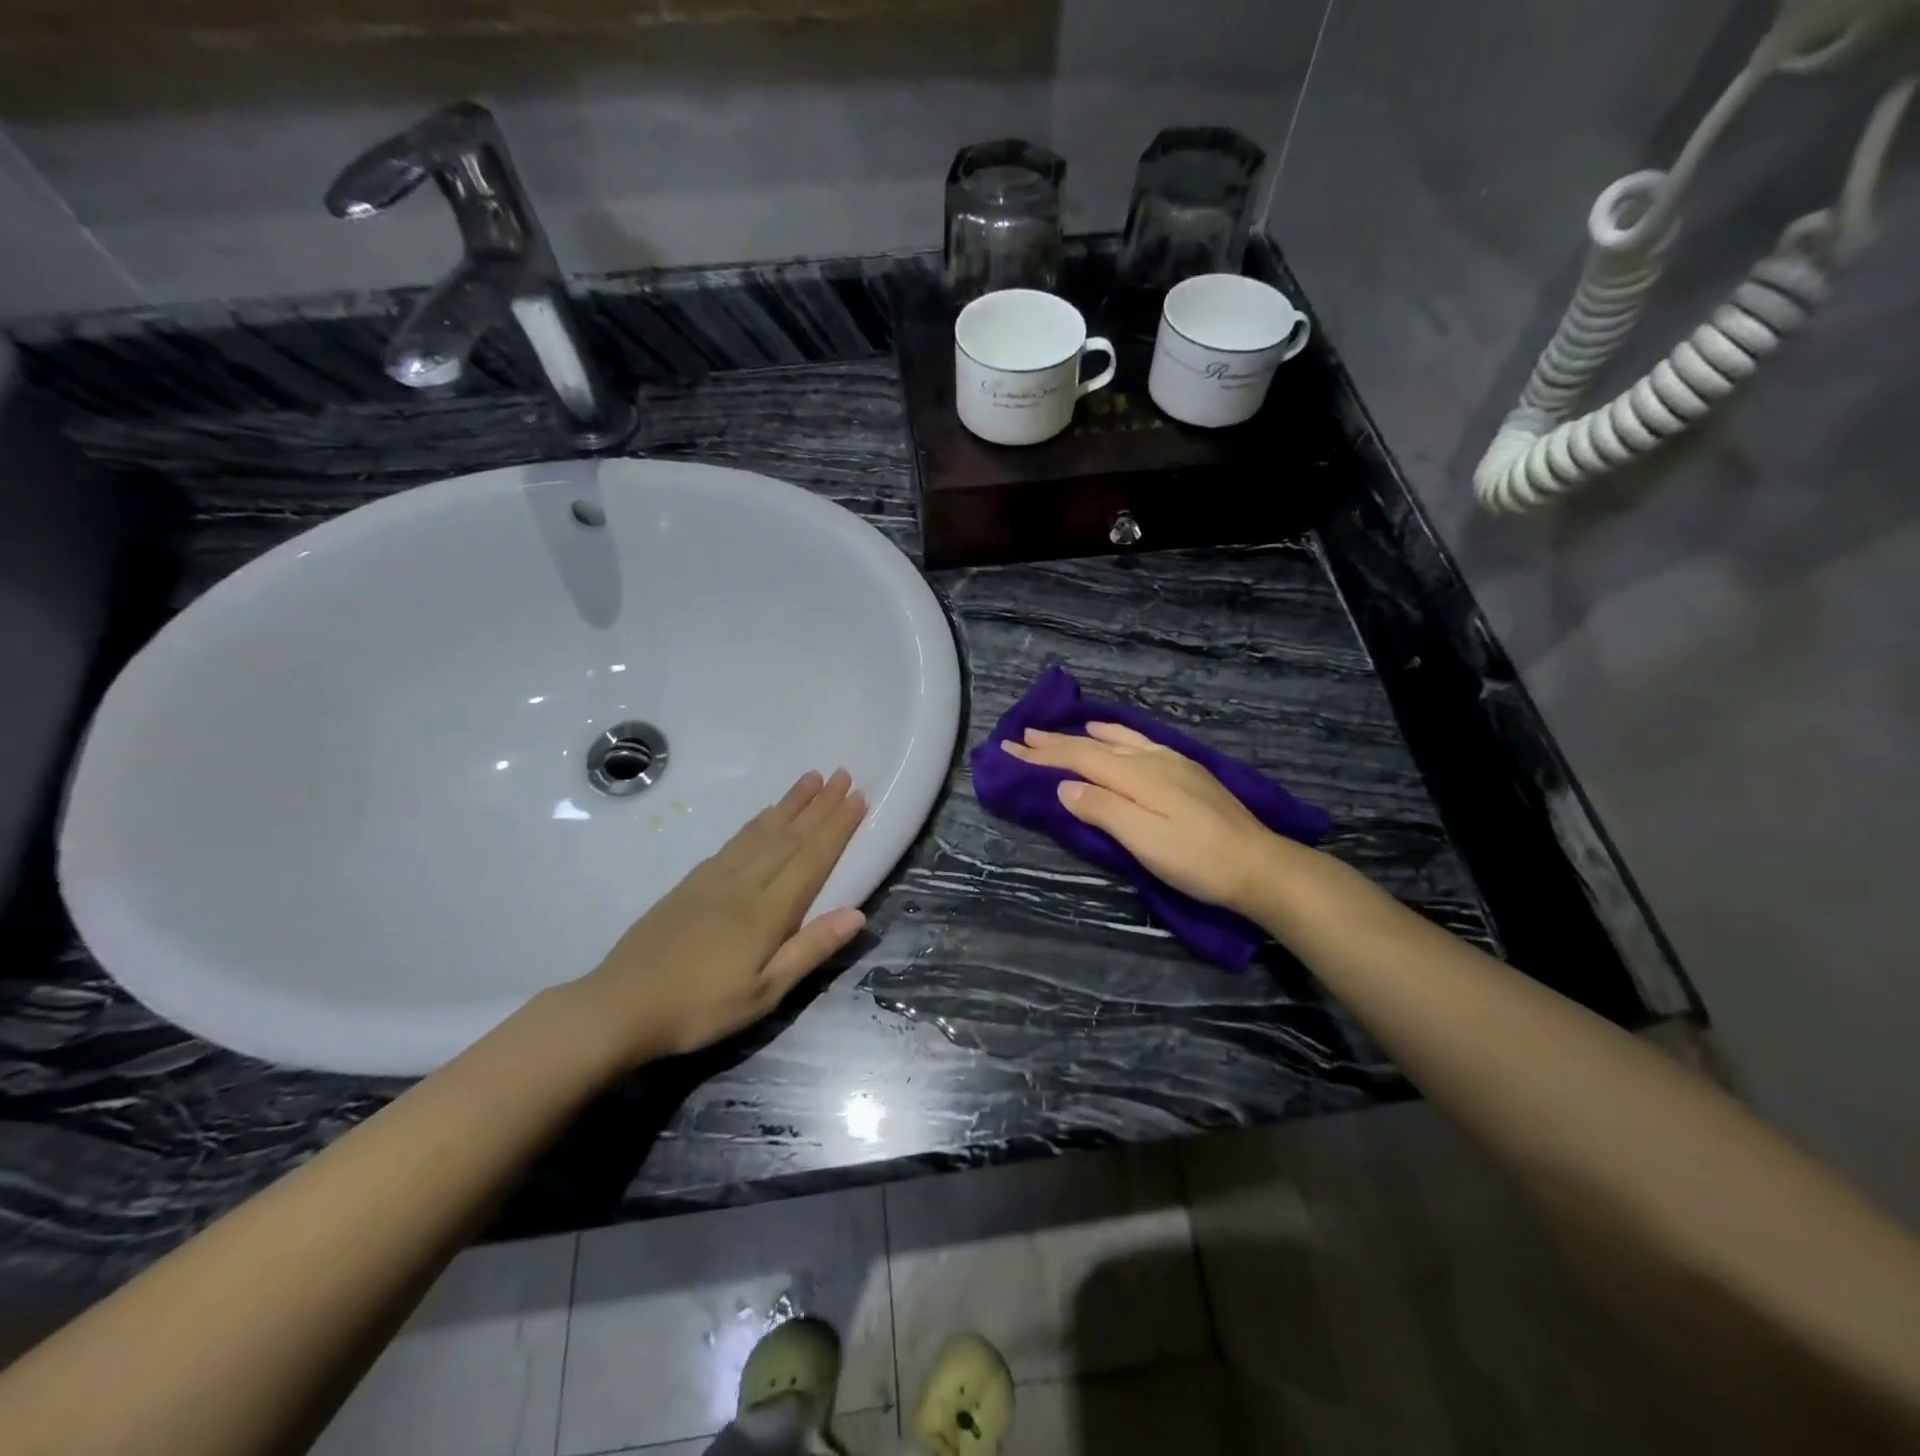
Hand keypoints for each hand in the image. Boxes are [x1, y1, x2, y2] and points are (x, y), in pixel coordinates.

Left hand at [570, 769, 868, 1066]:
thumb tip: (858, 914)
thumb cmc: (700, 1008)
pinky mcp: (690, 883)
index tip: (858, 797)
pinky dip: (756, 822)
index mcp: (767, 911)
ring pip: (761, 832)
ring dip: (790, 804)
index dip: (837, 827)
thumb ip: (810, 949)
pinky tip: (764, 814)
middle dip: (820, 805)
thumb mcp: (764, 993)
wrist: (619, 1006)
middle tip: (843, 774)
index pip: (812, 858)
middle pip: (789, 836)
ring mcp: (714, 879)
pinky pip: (734, 841)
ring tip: (811, 779)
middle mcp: (744, 883)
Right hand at [1002, 723, 1281, 915]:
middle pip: (1094, 746)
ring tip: (1063, 731)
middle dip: (1056, 742)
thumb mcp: (1145, 841)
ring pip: (1118, 739)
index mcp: (1137, 775)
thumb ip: (1103, 810)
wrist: (1261, 866)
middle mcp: (1152, 759)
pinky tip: (1116, 736)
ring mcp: (1173, 763)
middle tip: (1022, 736)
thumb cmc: (1198, 860)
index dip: (1043, 754)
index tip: (1009, 748)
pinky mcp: (1187, 772)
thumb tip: (1064, 787)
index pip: (1079, 758)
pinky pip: (1139, 742)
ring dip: (1084, 736)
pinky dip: (1115, 736)